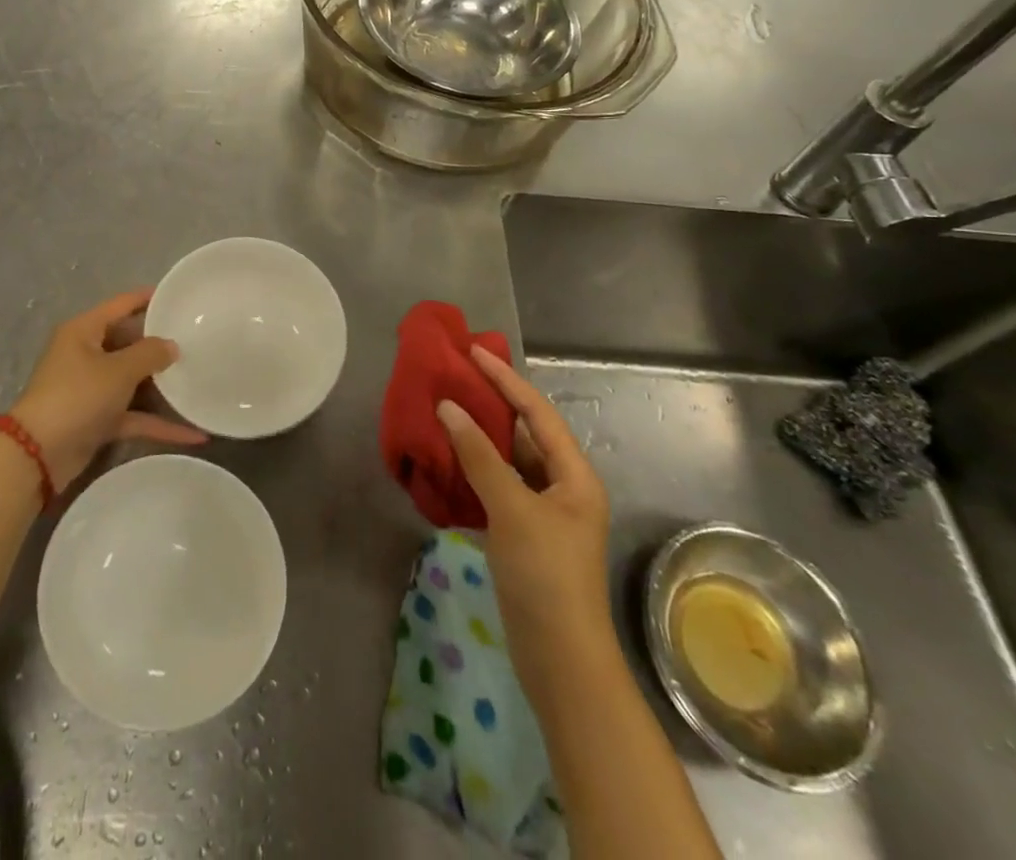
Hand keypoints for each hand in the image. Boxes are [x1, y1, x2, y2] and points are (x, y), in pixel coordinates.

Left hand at [10, 289, 204, 490]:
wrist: (38, 455)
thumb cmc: (77, 396)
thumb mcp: (118, 370)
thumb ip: (150, 354)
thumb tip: (172, 346)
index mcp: (84, 331)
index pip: (121, 304)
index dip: (147, 298)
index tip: (177, 295)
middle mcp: (86, 354)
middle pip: (129, 342)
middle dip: (159, 345)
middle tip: (196, 340)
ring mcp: (91, 388)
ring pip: (132, 380)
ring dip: (161, 385)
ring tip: (199, 378)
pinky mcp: (97, 419)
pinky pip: (133, 415)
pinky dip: (158, 423)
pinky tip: (192, 434)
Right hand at [437, 346, 615, 697]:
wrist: (561, 662)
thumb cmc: (546, 576)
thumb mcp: (513, 509)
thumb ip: (479, 456)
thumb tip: (448, 408)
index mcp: (574, 475)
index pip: (537, 412)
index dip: (506, 380)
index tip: (473, 353)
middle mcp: (562, 488)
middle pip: (523, 435)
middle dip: (489, 407)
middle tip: (453, 380)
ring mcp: (543, 514)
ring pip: (506, 463)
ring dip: (476, 441)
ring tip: (442, 414)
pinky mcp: (523, 537)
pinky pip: (495, 490)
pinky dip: (471, 475)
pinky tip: (444, 465)